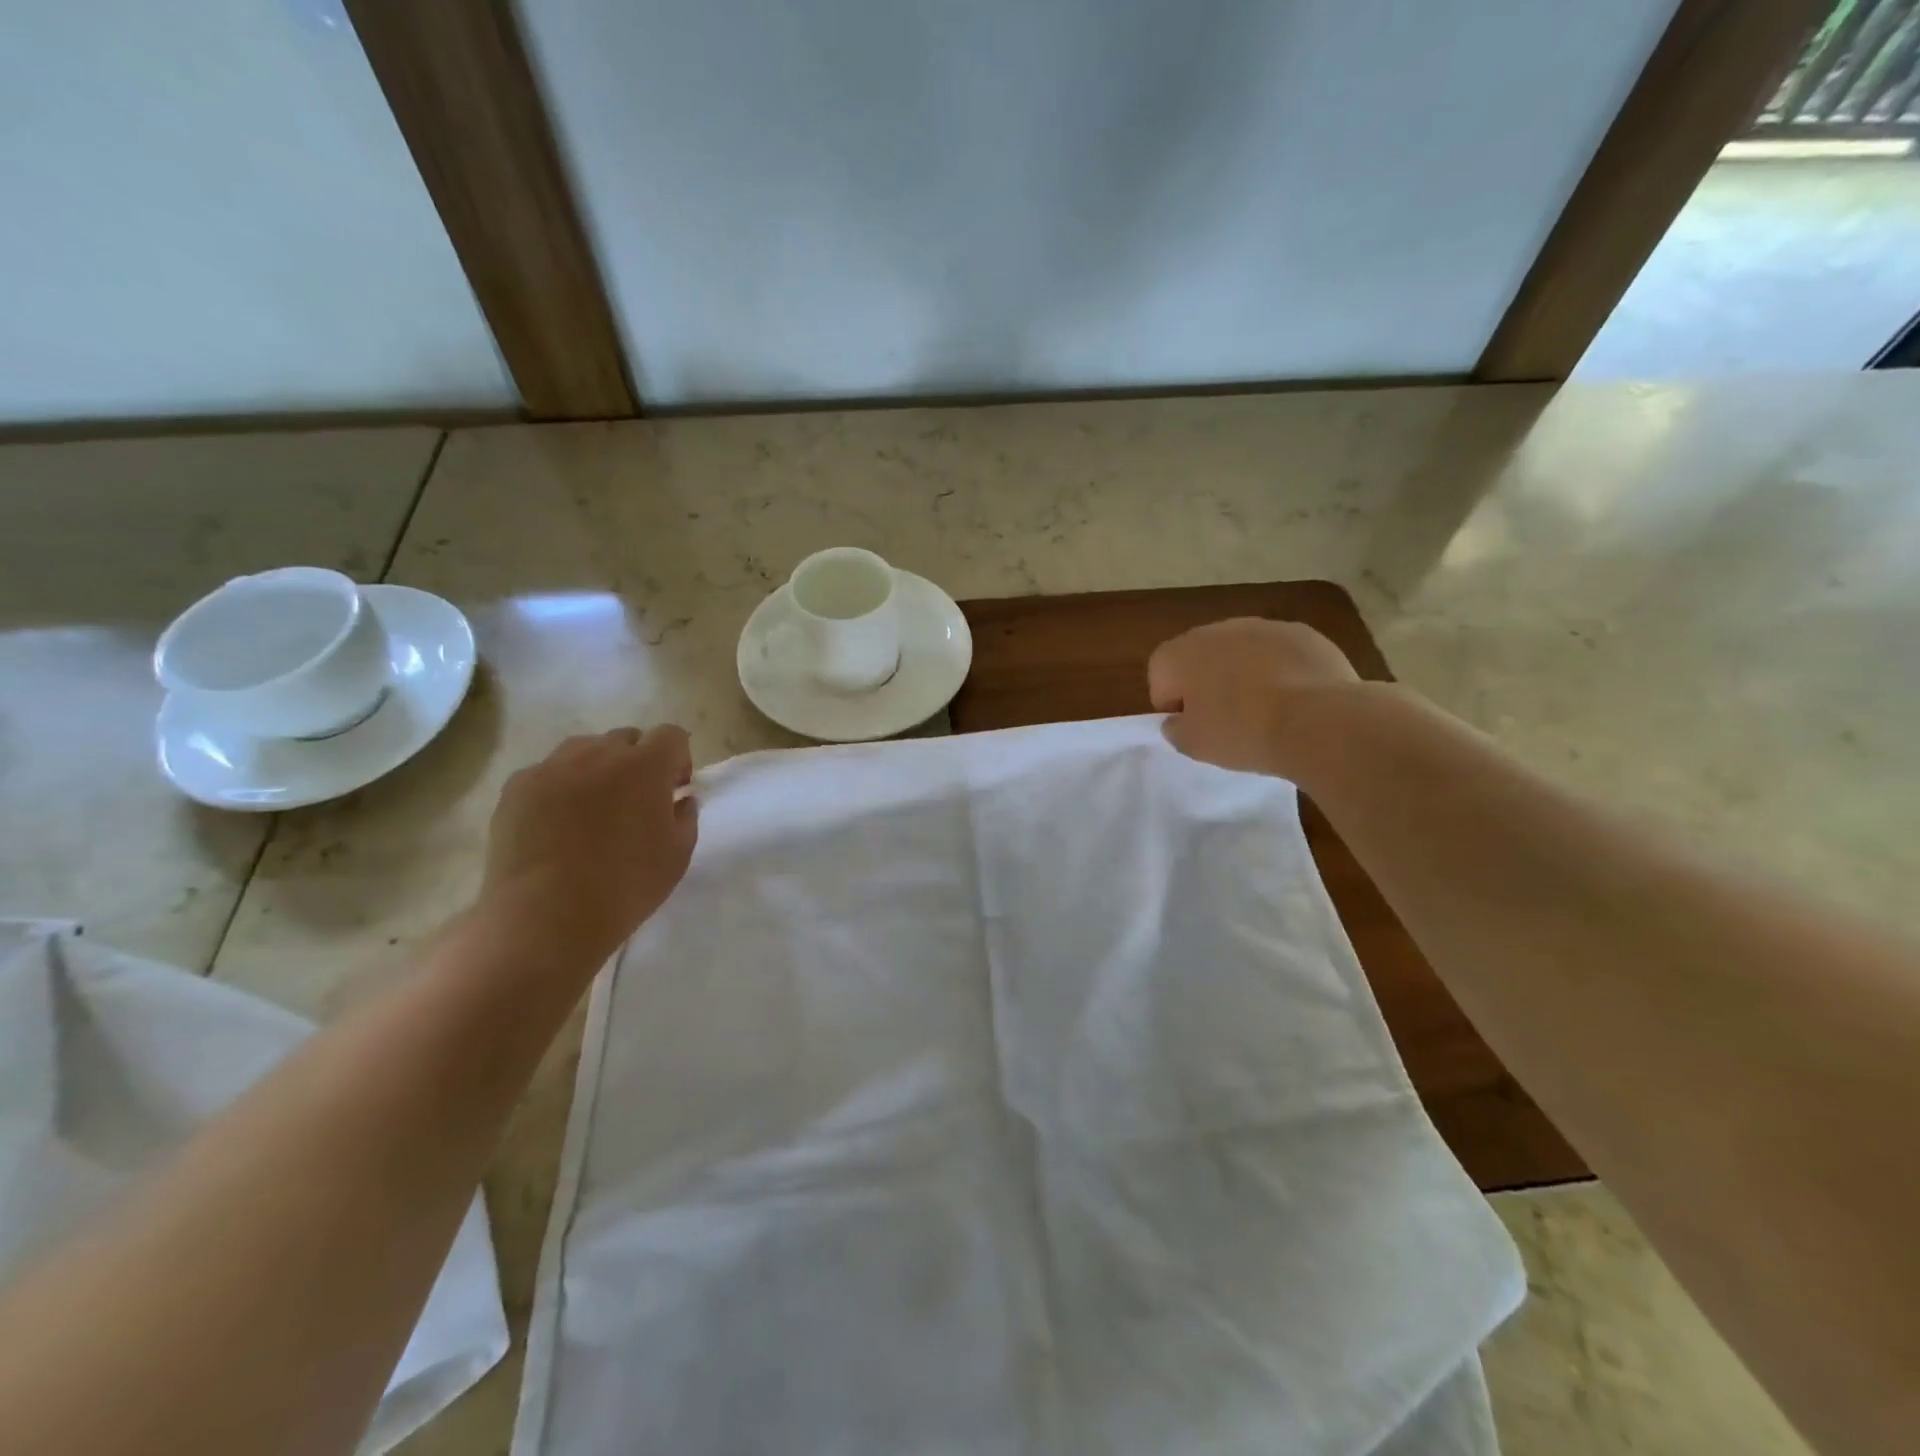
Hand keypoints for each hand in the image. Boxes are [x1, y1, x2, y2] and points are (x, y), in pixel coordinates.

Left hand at [479, 725, 698, 966]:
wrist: (546, 916)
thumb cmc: (625, 886)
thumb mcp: (678, 855)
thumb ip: (686, 816)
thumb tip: (680, 799)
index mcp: (645, 766)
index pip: (671, 735)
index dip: (678, 759)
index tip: (673, 790)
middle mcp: (599, 753)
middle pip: (627, 738)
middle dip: (637, 762)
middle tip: (634, 802)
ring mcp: (553, 767)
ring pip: (584, 750)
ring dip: (598, 769)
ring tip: (592, 810)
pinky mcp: (517, 787)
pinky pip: (548, 772)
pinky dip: (560, 787)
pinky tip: (556, 825)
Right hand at [1148, 618, 1365, 777]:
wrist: (1317, 720)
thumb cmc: (1241, 732)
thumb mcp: (1193, 745)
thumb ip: (1176, 729)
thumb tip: (1179, 720)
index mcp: (1181, 653)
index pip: (1159, 674)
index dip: (1172, 703)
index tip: (1192, 726)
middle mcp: (1217, 629)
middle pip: (1201, 656)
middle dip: (1208, 682)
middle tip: (1226, 719)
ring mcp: (1263, 627)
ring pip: (1242, 651)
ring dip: (1245, 674)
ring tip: (1264, 710)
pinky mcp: (1303, 633)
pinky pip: (1280, 653)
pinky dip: (1281, 671)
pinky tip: (1295, 700)